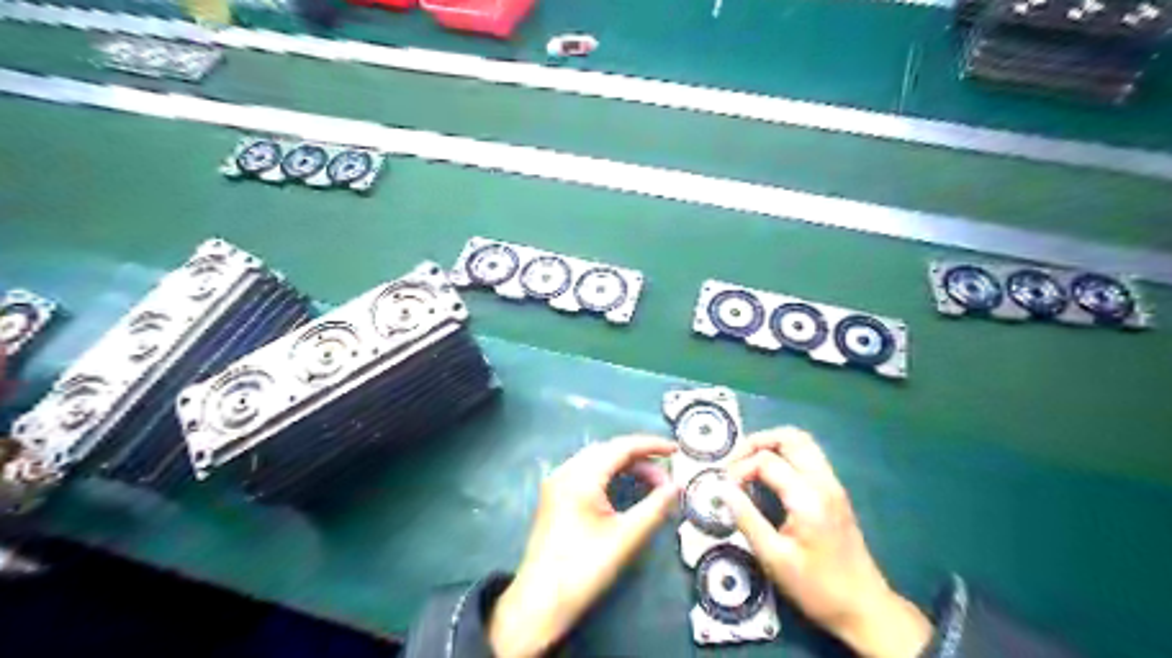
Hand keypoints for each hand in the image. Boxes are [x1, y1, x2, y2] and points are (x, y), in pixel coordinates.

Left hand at [491, 436, 683, 657]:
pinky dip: (609, 475)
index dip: (651, 445)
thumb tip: (677, 486)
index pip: (621, 447)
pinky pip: (586, 473)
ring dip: (625, 466)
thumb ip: (654, 508)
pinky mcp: (554, 496)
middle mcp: (566, 471)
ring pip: (597, 461)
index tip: (676, 451)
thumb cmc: (584, 568)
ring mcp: (557, 483)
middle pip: (608, 451)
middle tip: (666, 477)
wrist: (540, 601)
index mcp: (581, 476)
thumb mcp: (626, 538)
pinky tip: (625, 489)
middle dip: (640, 458)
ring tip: (652, 485)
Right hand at [724, 427, 934, 657]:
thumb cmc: (817, 588)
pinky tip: (768, 476)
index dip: (740, 469)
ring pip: (802, 443)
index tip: (725, 489)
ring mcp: (833, 485)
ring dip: (772, 445)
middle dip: (757, 442)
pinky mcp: (835, 492)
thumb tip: (722, 489)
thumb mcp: (774, 558)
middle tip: (734, 462)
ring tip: (748, 464)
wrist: (865, 608)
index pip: (766, 461)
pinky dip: (784, 455)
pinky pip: (808, 457)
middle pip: (790, 437)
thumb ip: (746, 519)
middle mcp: (823, 482)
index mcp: (808, 497)